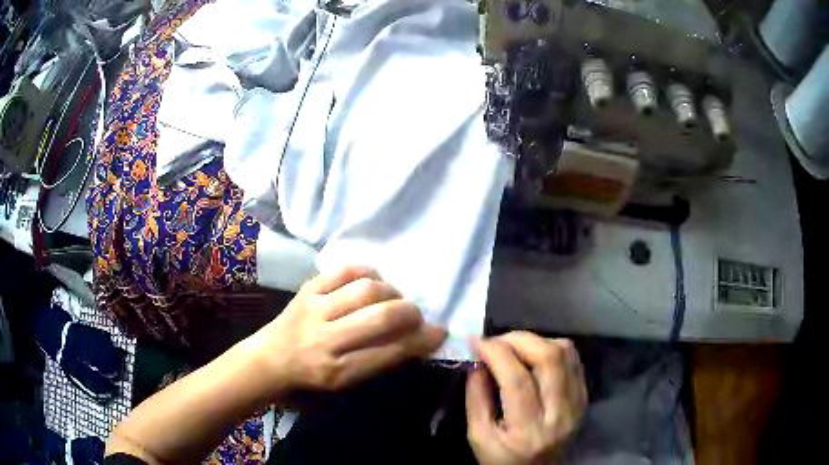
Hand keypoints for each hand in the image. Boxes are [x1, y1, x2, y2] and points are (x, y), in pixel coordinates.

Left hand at [251, 265, 446, 395]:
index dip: (421, 340)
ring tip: (393, 297)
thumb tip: (419, 339)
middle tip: (416, 313)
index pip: (389, 352)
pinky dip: (365, 271)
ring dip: (389, 291)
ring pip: (364, 290)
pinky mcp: (307, 289)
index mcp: (339, 370)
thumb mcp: (347, 382)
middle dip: (409, 312)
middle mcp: (326, 339)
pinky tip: (372, 279)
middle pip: (379, 317)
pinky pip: (342, 270)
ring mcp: (314, 309)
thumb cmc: (313, 376)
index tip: (439, 332)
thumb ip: (380, 361)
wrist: (271, 357)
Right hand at [466, 332, 586, 464]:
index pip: (517, 380)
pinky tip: (534, 355)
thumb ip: (476, 399)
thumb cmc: (503, 460)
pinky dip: (552, 348)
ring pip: (565, 353)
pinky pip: (573, 359)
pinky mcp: (584, 396)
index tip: (477, 342)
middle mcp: (561, 413)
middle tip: (496, 342)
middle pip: (549, 358)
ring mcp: (577, 403)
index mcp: (529, 430)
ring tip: (513, 347)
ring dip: (536, 341)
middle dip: (518, 339)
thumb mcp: (478, 437)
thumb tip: (477, 361)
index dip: (496, 353)